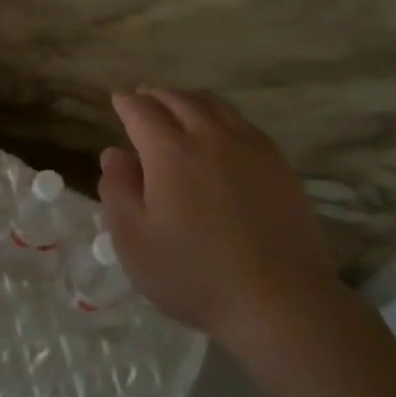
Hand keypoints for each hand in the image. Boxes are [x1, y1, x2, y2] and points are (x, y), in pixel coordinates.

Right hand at [99, 89, 349, 356]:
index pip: (142, 111)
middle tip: (142, 99)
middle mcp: (211, 136)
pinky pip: (242, 123)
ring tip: (177, 108)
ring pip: (214, 106)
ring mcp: (251, 147)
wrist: (281, 301)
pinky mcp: (279, 164)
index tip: (117, 100)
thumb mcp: (134, 241)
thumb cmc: (195, 274)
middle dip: (155, 95)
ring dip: (188, 101)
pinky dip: (219, 116)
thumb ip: (117, 190)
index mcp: (170, 151)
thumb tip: (114, 154)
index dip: (126, 103)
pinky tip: (218, 134)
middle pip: (179, 99)